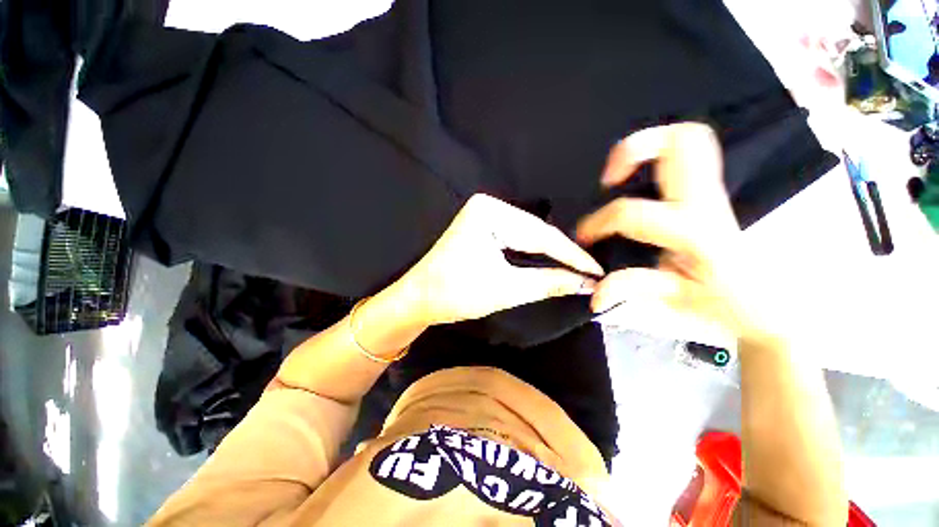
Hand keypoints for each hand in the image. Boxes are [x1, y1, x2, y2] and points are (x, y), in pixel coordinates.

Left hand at [394, 194, 604, 325]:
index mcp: (489, 212)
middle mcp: (488, 206)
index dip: (571, 255)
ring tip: (577, 269)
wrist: (419, 299)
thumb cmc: (455, 293)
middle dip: (562, 254)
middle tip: (590, 273)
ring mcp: (484, 215)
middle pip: (535, 232)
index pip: (540, 234)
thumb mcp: (506, 289)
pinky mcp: (482, 227)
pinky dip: (533, 253)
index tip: (596, 271)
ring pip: (527, 236)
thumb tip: (585, 283)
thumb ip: (548, 282)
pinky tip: (551, 262)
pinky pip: (516, 239)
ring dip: (550, 254)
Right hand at [576, 123, 764, 337]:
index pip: (632, 214)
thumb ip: (632, 288)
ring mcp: (711, 192)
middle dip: (635, 149)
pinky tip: (640, 181)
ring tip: (621, 174)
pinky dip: (659, 156)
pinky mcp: (708, 193)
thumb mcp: (672, 298)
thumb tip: (596, 293)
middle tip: (609, 179)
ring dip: (649, 146)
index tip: (584, 237)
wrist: (761, 301)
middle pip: (683, 141)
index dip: (598, 223)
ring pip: (690, 138)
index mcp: (694, 232)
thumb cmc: (721, 302)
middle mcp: (705, 202)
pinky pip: (689, 154)